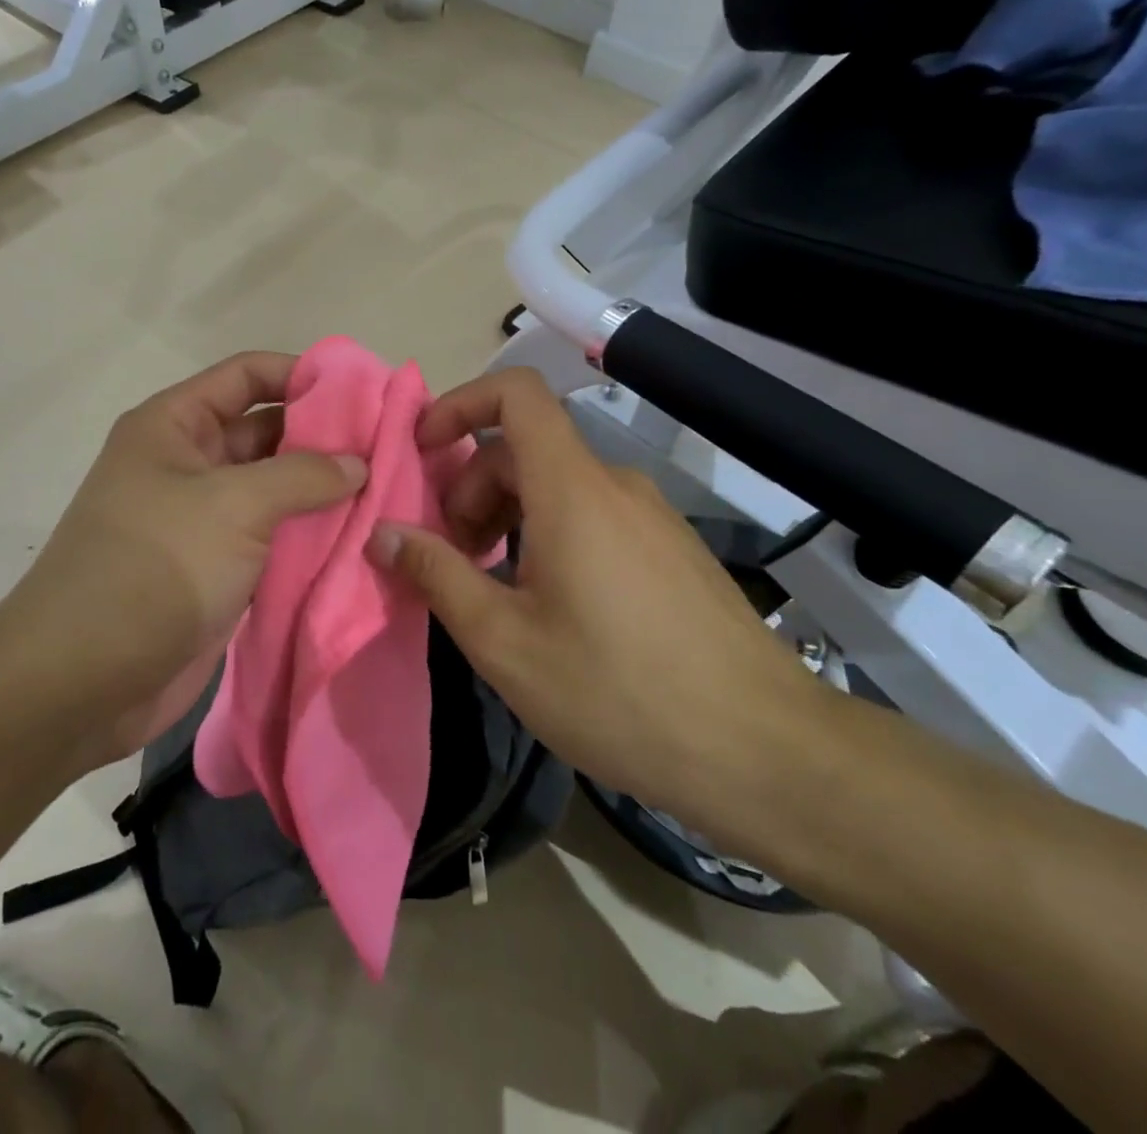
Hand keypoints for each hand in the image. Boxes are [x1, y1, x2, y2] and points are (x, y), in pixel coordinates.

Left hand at [0, 352, 365, 770]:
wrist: (83, 680)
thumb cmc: (154, 567)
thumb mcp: (233, 504)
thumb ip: (302, 475)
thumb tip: (358, 463)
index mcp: (174, 426)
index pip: (246, 376)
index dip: (302, 374)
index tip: (364, 391)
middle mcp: (189, 465)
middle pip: (266, 432)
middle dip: (324, 437)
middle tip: (392, 446)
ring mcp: (205, 521)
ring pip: (275, 490)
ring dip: (324, 492)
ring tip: (390, 490)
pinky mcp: (220, 570)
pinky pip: (274, 539)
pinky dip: (312, 537)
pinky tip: (362, 537)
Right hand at [368, 367, 817, 839]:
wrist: (765, 752)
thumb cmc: (617, 692)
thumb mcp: (504, 640)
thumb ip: (436, 574)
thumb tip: (380, 534)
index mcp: (572, 489)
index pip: (516, 394)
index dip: (460, 403)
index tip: (423, 451)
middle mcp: (615, 485)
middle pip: (525, 449)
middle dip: (471, 490)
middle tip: (453, 559)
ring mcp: (651, 516)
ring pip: (558, 486)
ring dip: (507, 517)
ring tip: (495, 590)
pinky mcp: (672, 550)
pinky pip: (593, 515)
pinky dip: (549, 535)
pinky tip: (550, 607)